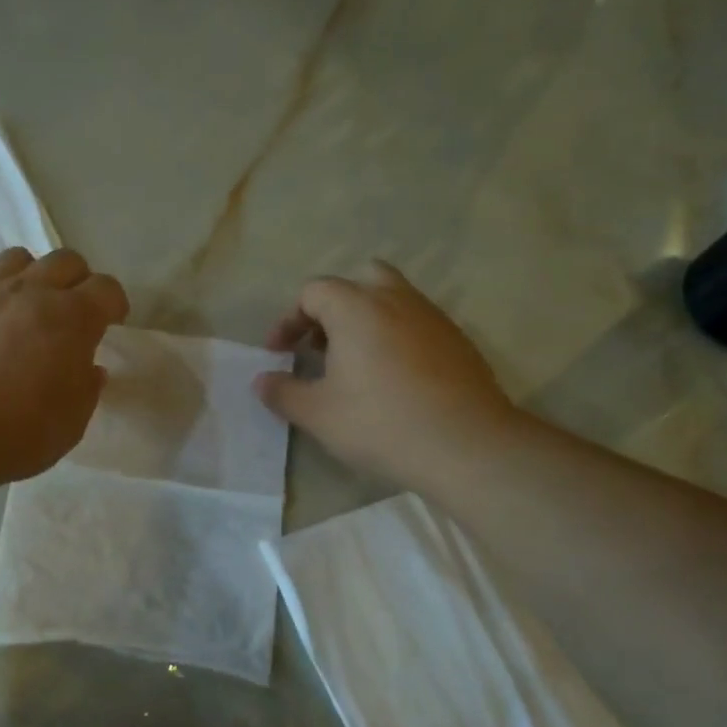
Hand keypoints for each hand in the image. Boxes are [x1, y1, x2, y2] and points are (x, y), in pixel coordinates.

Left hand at [0, 247, 129, 483]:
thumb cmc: (20, 432)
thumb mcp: (73, 421)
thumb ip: (86, 388)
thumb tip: (89, 368)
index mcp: (73, 318)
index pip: (107, 288)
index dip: (114, 304)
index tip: (112, 323)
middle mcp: (30, 292)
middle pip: (64, 260)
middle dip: (76, 280)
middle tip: (71, 312)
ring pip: (14, 258)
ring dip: (27, 275)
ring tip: (22, 305)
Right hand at [254, 262, 525, 490]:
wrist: (465, 445)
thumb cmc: (380, 423)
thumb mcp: (317, 414)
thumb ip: (283, 392)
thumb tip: (261, 381)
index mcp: (356, 308)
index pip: (313, 291)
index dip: (289, 319)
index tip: (280, 352)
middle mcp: (396, 300)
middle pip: (359, 281)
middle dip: (333, 308)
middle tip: (320, 345)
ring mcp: (433, 318)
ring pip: (393, 300)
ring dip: (366, 321)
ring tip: (355, 365)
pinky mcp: (458, 341)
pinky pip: (417, 324)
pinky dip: (396, 338)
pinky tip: (393, 380)